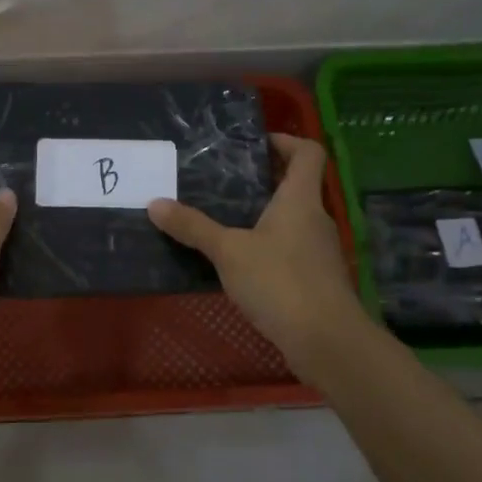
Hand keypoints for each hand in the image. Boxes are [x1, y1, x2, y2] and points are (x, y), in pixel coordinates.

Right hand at [149, 134, 372, 376]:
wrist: (326, 340)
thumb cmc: (280, 282)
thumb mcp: (228, 252)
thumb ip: (193, 227)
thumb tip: (155, 204)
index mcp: (300, 199)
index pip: (308, 152)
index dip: (286, 141)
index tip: (255, 145)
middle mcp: (315, 219)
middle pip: (298, 185)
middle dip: (264, 180)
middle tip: (225, 181)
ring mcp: (319, 251)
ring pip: (292, 220)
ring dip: (264, 215)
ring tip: (224, 219)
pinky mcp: (316, 279)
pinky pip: (290, 249)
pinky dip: (268, 247)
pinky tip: (239, 262)